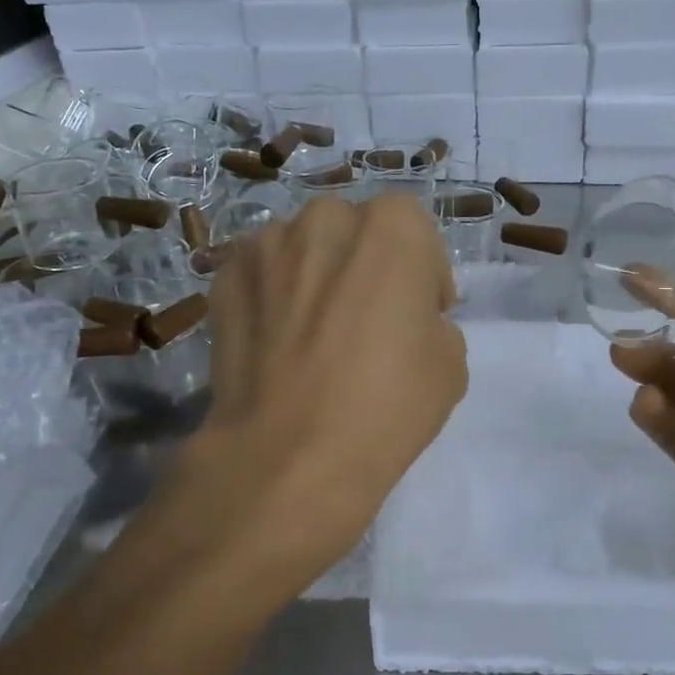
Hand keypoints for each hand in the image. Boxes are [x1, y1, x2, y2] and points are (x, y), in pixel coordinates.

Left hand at [183, 195, 466, 599]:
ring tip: (312, 333)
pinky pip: (262, 276)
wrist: (289, 455)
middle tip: (364, 319)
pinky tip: (276, 344)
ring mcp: (267, 245)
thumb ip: (432, 319)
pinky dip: (271, 296)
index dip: (420, 272)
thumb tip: (403, 319)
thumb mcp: (450, 363)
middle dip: (363, 264)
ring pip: (302, 248)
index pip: (413, 229)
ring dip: (314, 275)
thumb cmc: (385, 405)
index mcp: (391, 228)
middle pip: (353, 231)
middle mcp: (326, 218)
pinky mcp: (224, 278)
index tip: (419, 314)